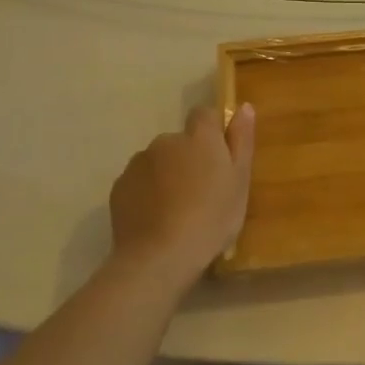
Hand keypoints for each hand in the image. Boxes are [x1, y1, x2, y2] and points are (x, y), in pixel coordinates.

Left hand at [108, 104, 255, 289]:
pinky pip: (139, 182)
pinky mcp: (119, 186)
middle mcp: (166, 141)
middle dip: (188, 158)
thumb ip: (241, 140)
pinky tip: (156, 219)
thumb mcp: (240, 181)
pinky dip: (147, 193)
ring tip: (176, 210)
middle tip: (201, 192)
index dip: (212, 131)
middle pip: (180, 141)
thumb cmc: (212, 218)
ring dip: (167, 175)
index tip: (219, 157)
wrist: (160, 257)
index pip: (204, 114)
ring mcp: (138, 163)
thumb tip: (244, 106)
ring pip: (158, 162)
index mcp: (199, 137)